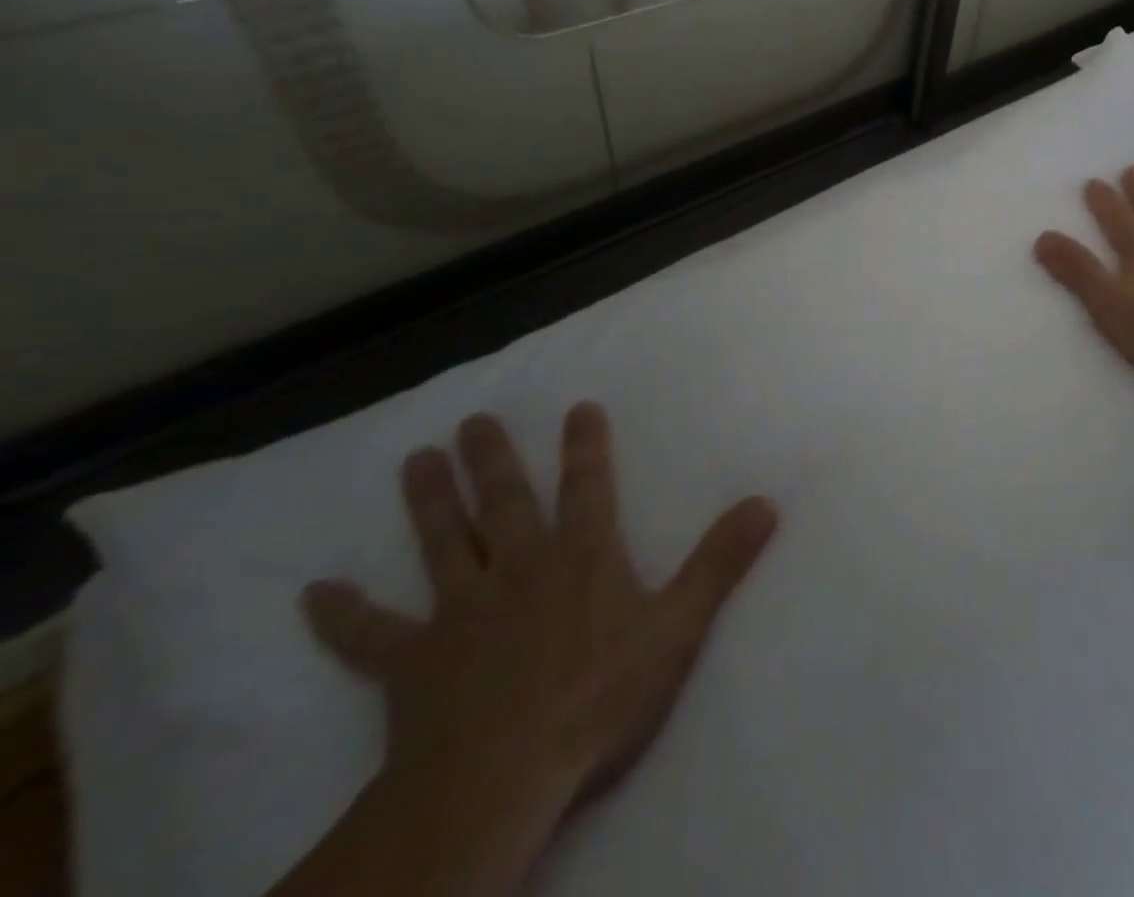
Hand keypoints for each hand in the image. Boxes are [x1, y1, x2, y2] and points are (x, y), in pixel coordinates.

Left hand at [301, 404, 775, 820]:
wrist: (501, 779)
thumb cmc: (598, 697)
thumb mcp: (677, 627)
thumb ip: (720, 561)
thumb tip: (766, 501)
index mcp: (581, 558)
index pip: (588, 486)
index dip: (586, 446)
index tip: (578, 407)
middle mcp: (519, 569)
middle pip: (503, 502)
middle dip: (491, 459)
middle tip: (472, 421)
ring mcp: (460, 613)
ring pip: (442, 545)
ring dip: (429, 503)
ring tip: (416, 461)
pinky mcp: (412, 665)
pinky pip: (370, 637)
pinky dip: (343, 616)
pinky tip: (314, 595)